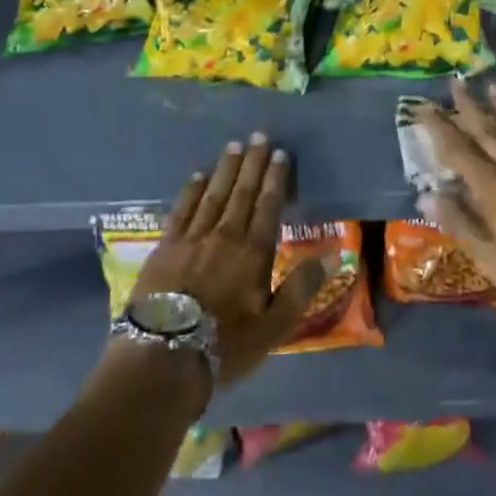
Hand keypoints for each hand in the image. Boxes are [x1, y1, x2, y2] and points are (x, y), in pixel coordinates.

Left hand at [127, 134, 324, 392]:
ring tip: (233, 146)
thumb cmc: (225, 347)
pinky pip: (182, 209)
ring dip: (225, 169)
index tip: (280, 154)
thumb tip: (333, 253)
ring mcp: (192, 238)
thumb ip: (301, 287)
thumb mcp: (274, 327)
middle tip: (259, 135)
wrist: (162, 360)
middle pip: (242, 192)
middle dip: (253, 163)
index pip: (269, 206)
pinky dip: (191, 190)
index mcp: (253, 252)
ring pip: (213, 194)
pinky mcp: (165, 247)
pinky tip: (197, 176)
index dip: (276, 179)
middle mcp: (225, 235)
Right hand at [412, 79, 495, 314]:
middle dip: (470, 107)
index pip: (458, 151)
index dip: (439, 127)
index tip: (424, 105)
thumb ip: (458, 221)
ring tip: (495, 86)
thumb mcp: (487, 255)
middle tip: (457, 81)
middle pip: (489, 133)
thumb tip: (426, 193)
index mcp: (492, 188)